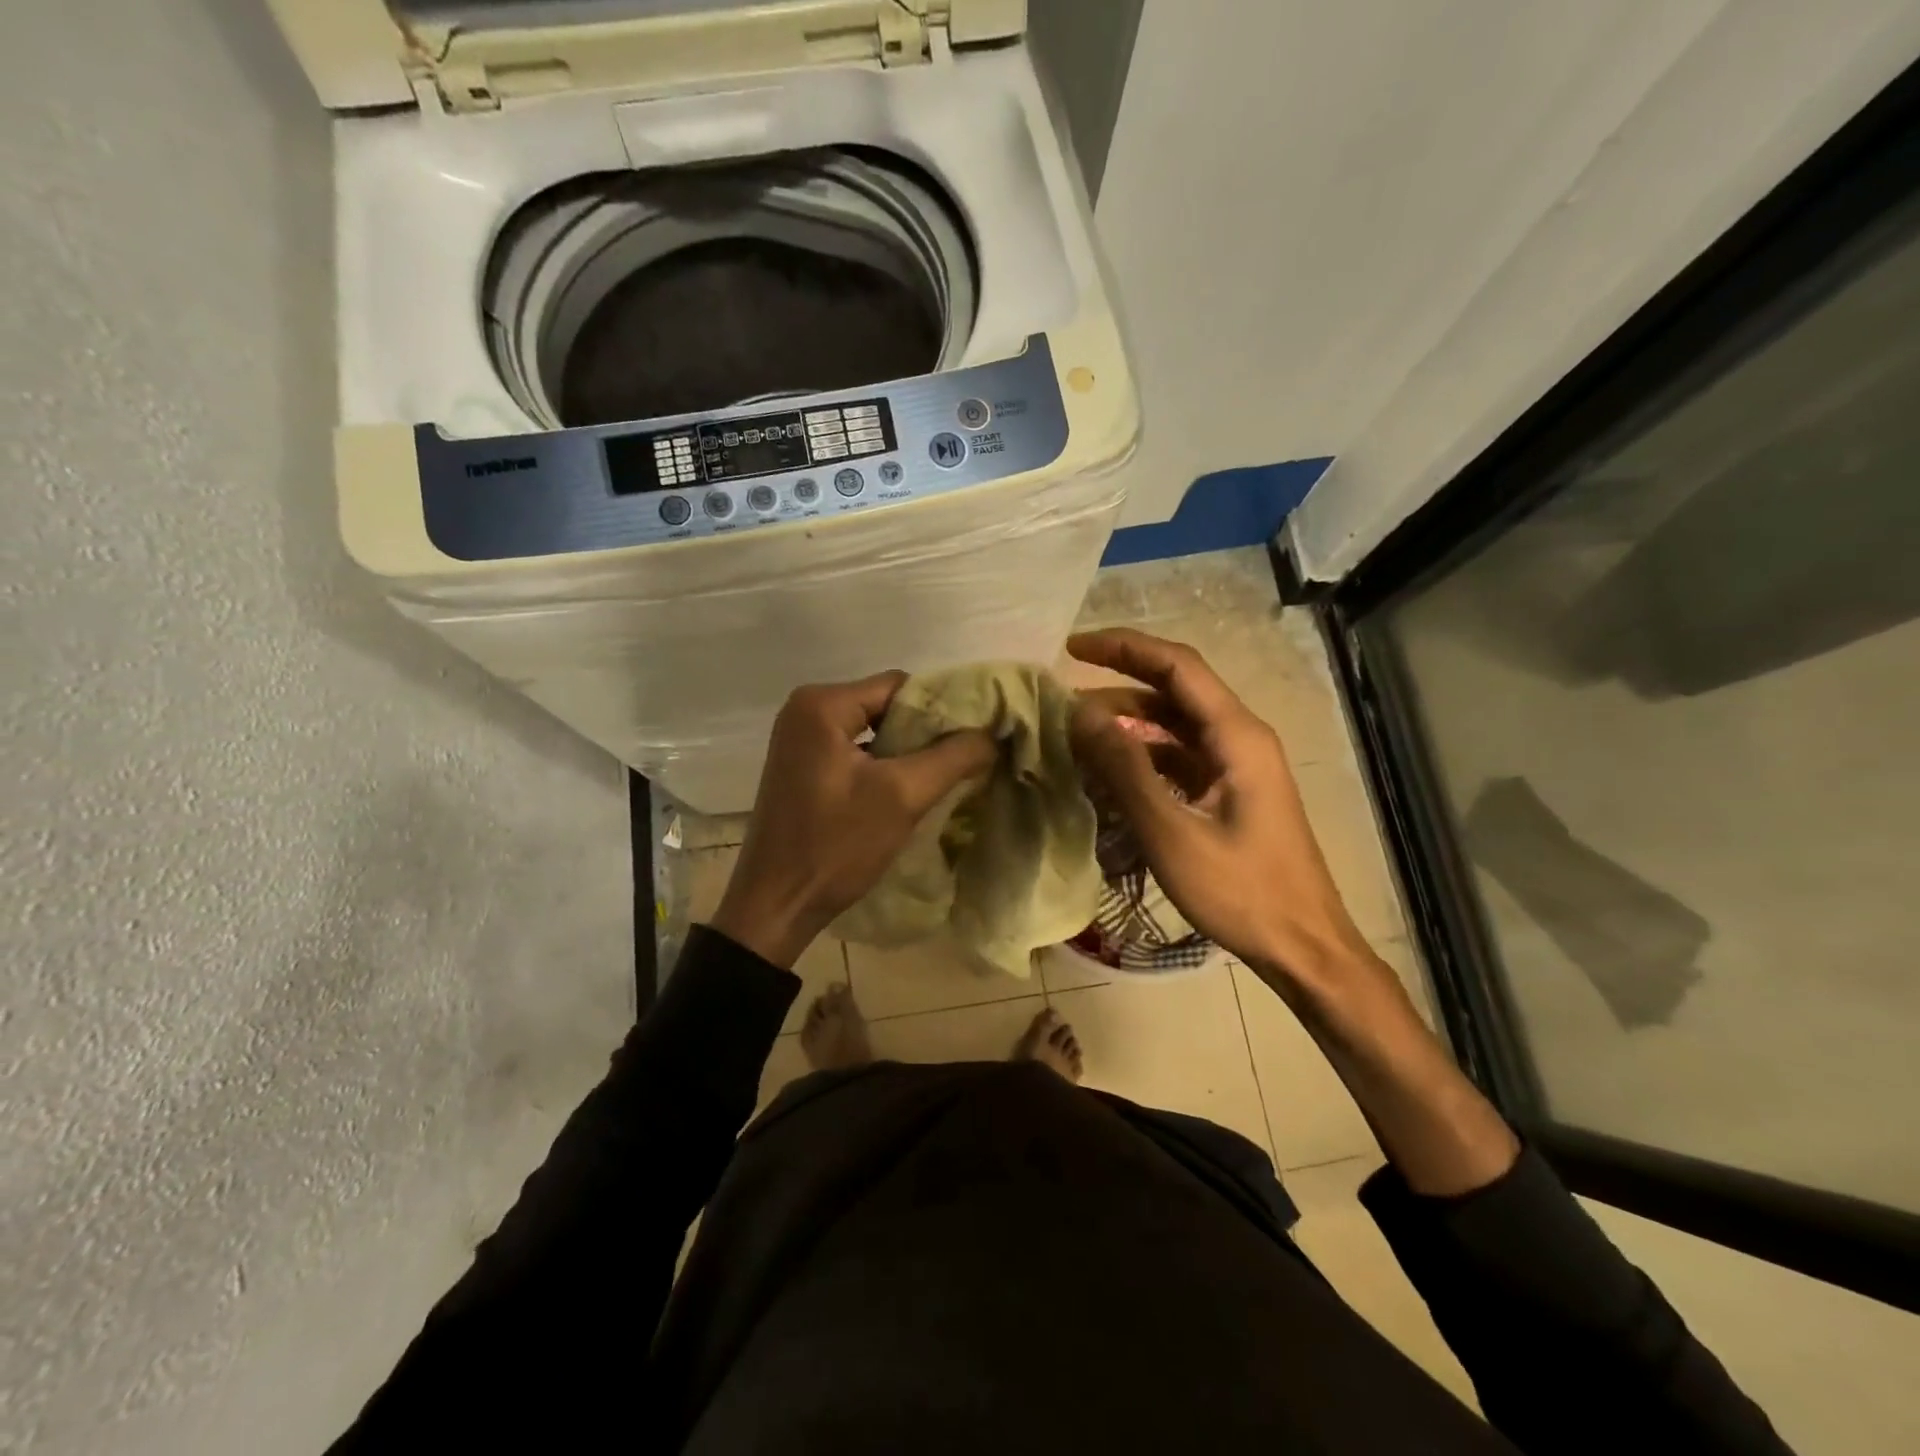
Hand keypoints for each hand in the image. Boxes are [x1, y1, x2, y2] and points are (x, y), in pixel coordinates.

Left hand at [710, 673, 995, 967]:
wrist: (777, 905)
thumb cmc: (836, 845)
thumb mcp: (903, 796)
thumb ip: (953, 757)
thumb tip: (992, 733)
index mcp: (822, 704)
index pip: (900, 686)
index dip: (941, 709)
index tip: (974, 738)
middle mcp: (805, 710)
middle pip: (886, 706)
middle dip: (925, 732)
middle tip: (964, 760)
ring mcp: (800, 739)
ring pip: (873, 730)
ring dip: (907, 752)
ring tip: (943, 777)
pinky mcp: (803, 766)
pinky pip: (856, 751)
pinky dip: (883, 766)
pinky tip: (907, 791)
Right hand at [1066, 628, 1375, 995]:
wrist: (1304, 947)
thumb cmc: (1242, 892)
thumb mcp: (1172, 832)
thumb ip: (1124, 769)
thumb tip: (1080, 713)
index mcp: (1236, 735)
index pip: (1177, 665)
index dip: (1123, 647)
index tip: (1071, 648)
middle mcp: (1240, 737)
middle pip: (1174, 689)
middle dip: (1118, 682)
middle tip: (1062, 695)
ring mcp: (1236, 765)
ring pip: (1173, 725)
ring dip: (1127, 721)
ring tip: (1075, 733)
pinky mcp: (1229, 791)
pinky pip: (1178, 757)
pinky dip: (1142, 755)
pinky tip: (1106, 771)